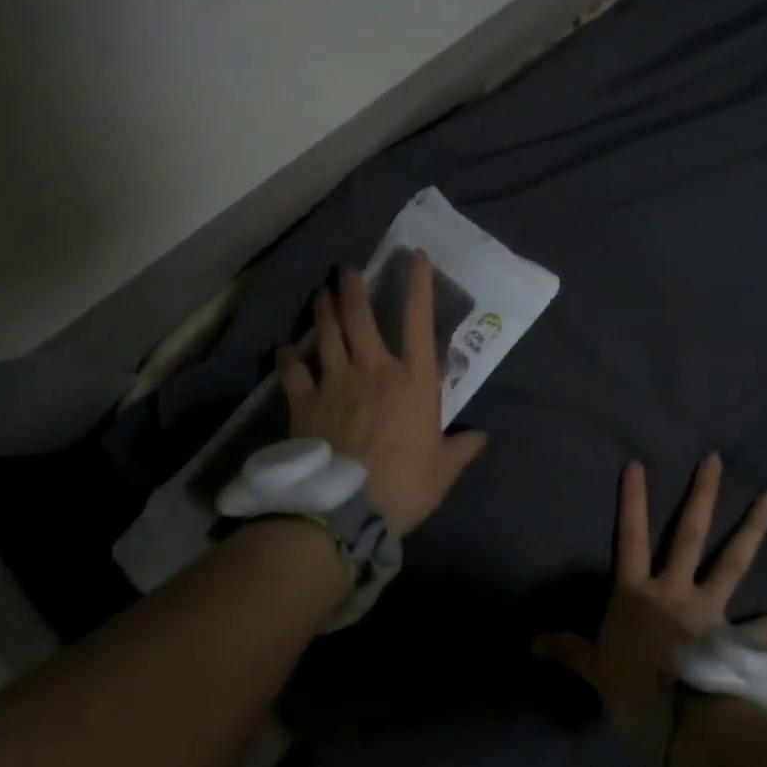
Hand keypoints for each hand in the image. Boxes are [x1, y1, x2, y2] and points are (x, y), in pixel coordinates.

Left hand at [277, 251, 486, 535]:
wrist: (343, 510)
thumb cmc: (404, 485)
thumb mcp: (443, 469)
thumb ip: (461, 448)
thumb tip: (480, 437)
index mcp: (414, 380)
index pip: (419, 321)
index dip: (419, 285)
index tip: (415, 257)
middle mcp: (374, 369)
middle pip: (361, 317)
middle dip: (354, 288)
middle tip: (346, 268)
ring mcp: (335, 382)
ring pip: (327, 334)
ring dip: (323, 311)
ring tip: (320, 293)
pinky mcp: (305, 403)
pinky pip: (293, 372)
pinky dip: (288, 358)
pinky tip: (285, 348)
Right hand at [533, 454, 766, 766]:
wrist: (681, 729)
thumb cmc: (633, 695)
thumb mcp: (596, 672)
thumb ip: (571, 651)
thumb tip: (533, 642)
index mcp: (638, 595)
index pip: (630, 539)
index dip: (632, 502)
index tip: (638, 464)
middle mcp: (676, 592)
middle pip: (689, 535)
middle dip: (701, 495)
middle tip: (715, 459)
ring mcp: (711, 612)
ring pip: (732, 563)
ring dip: (752, 531)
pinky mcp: (737, 641)